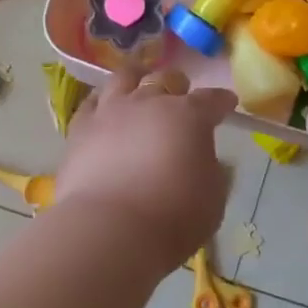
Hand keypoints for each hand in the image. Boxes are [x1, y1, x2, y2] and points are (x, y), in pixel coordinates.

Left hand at [57, 67, 235, 270]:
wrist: (111, 229)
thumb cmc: (174, 217)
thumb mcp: (213, 197)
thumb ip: (212, 171)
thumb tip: (203, 158)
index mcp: (188, 116)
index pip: (211, 100)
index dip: (221, 101)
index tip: (227, 103)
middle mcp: (149, 102)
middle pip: (166, 80)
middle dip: (177, 85)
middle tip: (180, 94)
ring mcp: (111, 111)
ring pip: (124, 78)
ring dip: (137, 78)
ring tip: (138, 82)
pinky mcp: (80, 129)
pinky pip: (90, 104)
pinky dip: (101, 102)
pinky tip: (102, 108)